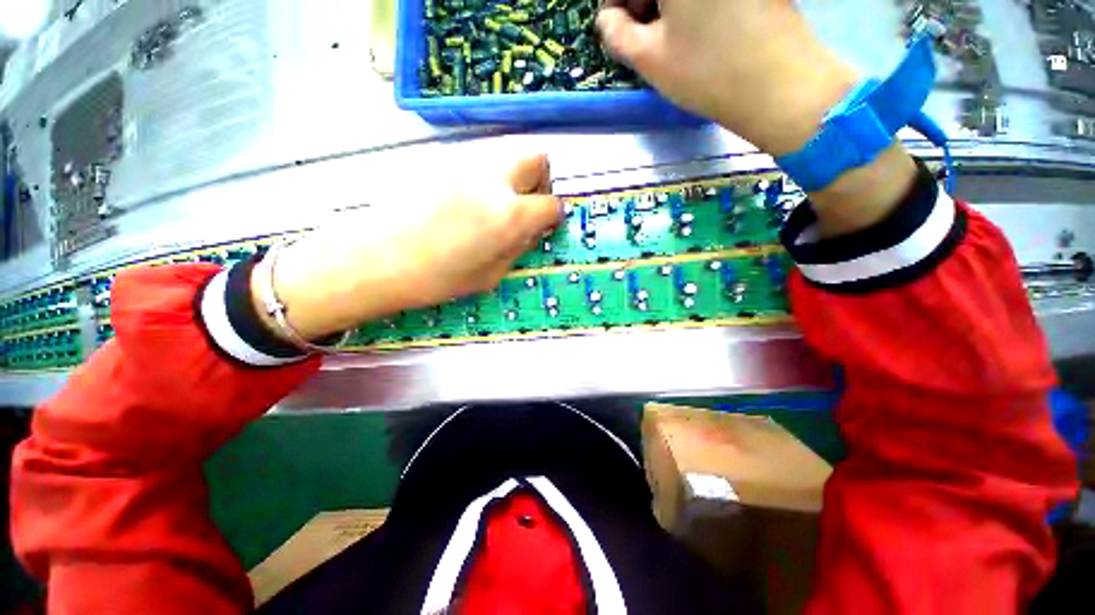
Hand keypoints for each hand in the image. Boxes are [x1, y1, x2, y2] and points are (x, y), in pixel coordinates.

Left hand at [253, 155, 561, 340]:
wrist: (375, 259)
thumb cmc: (436, 278)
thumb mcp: (490, 275)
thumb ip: (518, 247)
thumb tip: (532, 229)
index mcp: (508, 215)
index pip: (552, 204)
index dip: (554, 216)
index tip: (546, 224)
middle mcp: (493, 181)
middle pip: (537, 159)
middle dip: (541, 182)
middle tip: (526, 206)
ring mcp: (467, 165)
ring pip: (508, 156)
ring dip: (514, 178)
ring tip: (495, 207)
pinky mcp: (443, 161)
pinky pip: (480, 162)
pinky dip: (488, 179)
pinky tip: (468, 203)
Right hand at [597, 0, 858, 155]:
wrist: (778, 84)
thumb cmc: (706, 71)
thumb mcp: (649, 58)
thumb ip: (616, 34)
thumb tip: (608, 19)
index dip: (615, 2)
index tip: (615, 27)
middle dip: (641, 0)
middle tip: (640, 34)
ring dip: (666, 3)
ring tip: (667, 36)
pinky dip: (692, 3)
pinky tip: (694, 27)